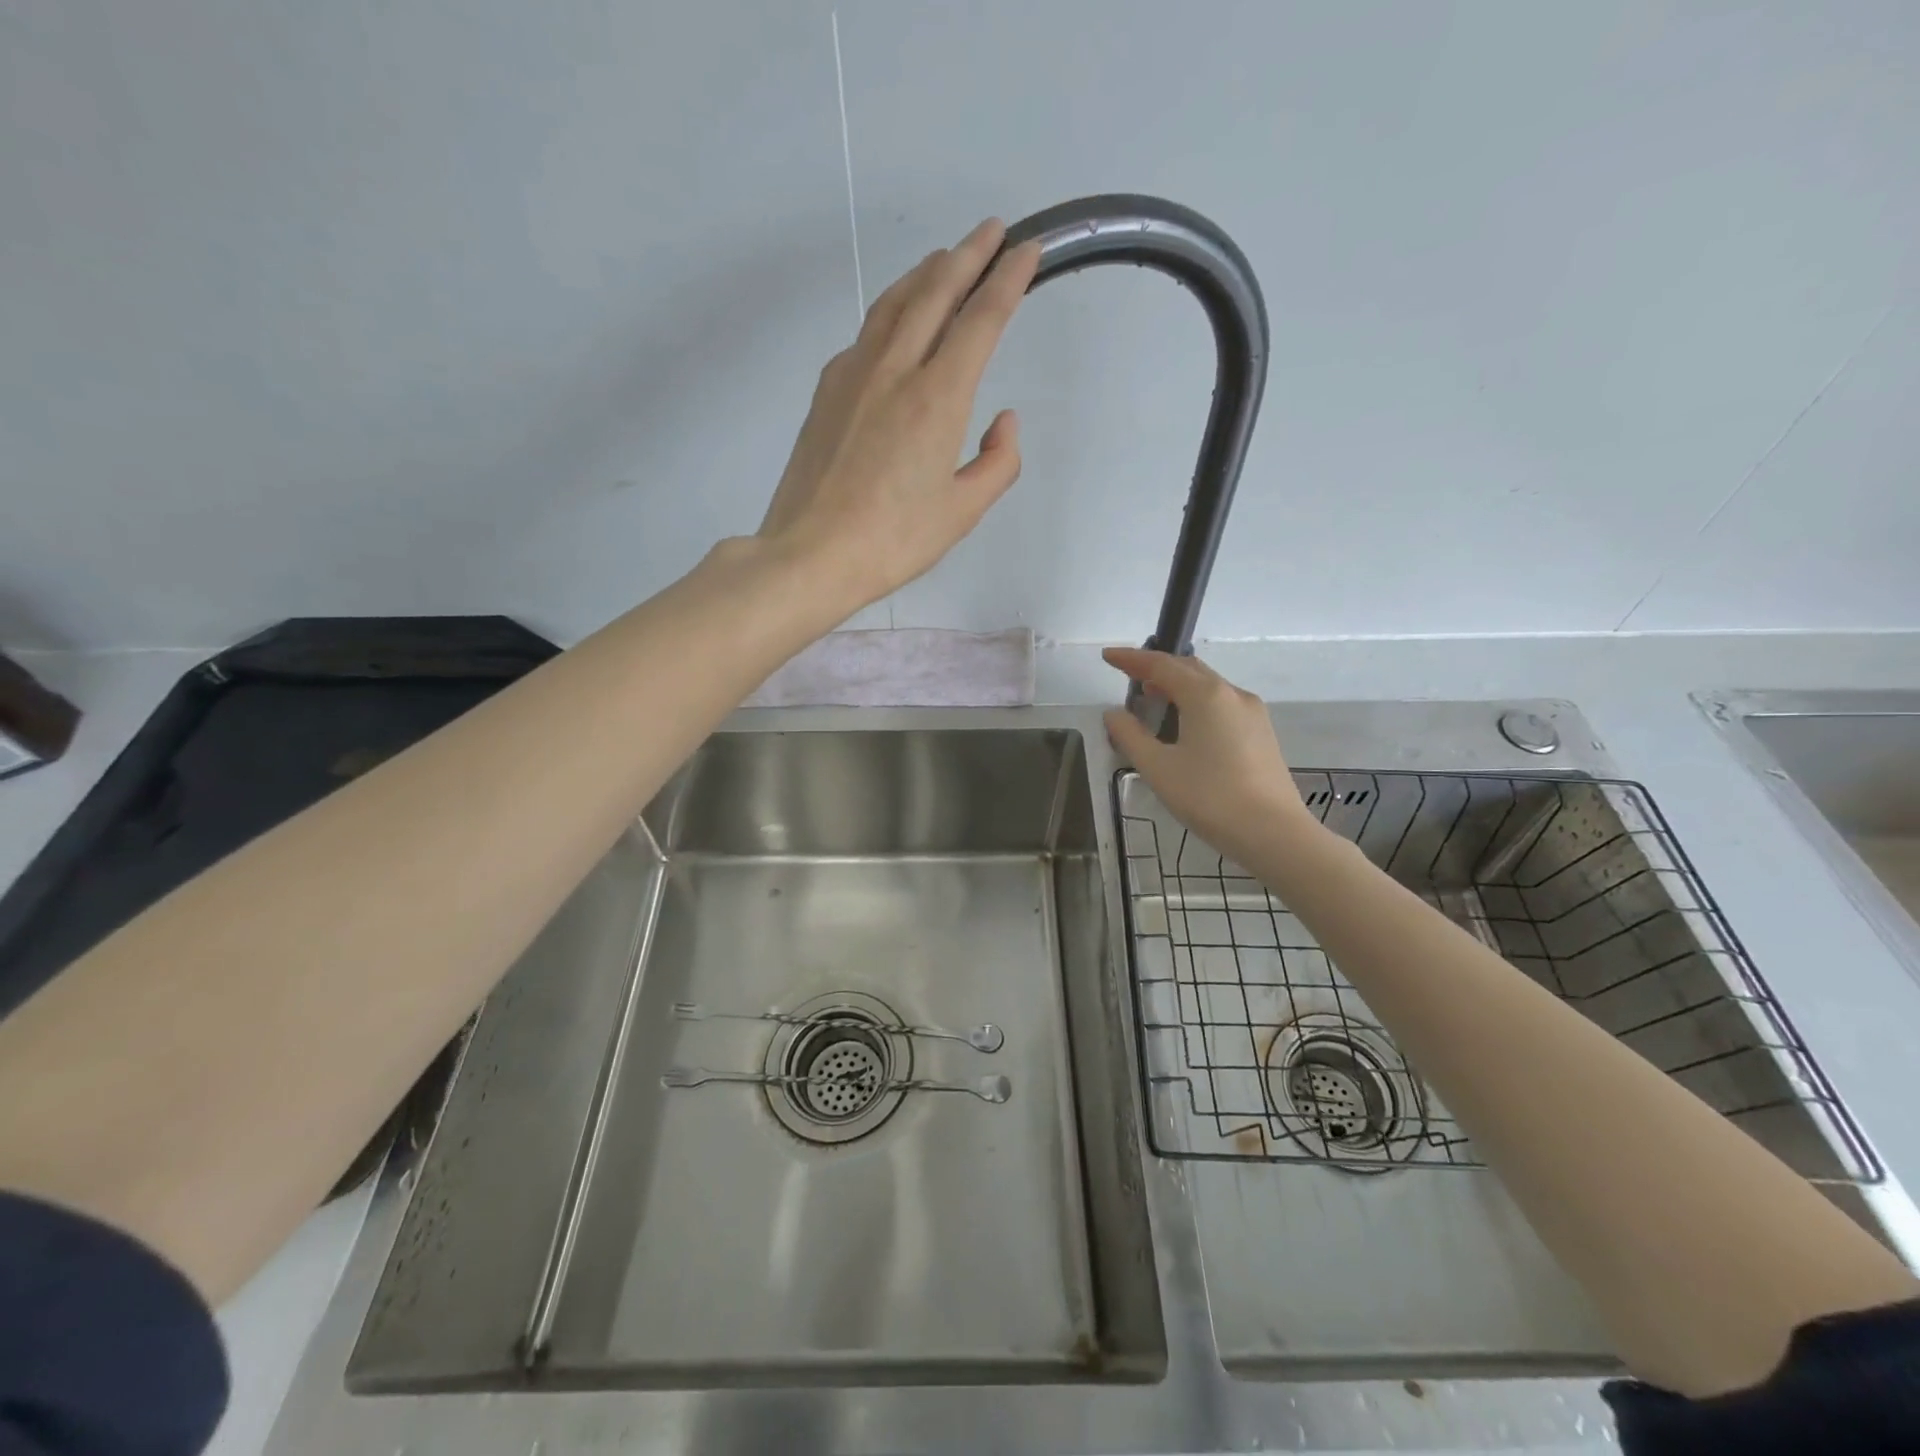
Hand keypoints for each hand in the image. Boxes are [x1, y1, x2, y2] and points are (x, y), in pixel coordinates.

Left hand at [757, 219, 1042, 610]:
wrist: (810, 553)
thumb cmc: (894, 540)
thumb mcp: (963, 512)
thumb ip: (998, 462)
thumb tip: (1003, 421)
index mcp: (937, 397)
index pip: (981, 320)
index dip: (1008, 279)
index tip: (1027, 250)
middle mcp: (895, 370)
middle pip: (934, 292)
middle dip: (968, 255)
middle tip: (991, 232)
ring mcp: (853, 374)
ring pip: (894, 303)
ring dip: (925, 274)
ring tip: (945, 261)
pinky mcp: (826, 391)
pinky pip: (866, 335)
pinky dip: (891, 313)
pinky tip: (897, 324)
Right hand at [1102, 648, 1317, 863]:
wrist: (1274, 834)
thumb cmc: (1209, 797)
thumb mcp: (1158, 768)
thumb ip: (1130, 736)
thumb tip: (1114, 714)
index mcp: (1205, 695)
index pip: (1161, 665)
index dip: (1131, 659)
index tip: (1108, 657)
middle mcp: (1232, 694)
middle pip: (1188, 669)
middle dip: (1156, 668)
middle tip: (1128, 675)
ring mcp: (1252, 713)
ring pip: (1208, 686)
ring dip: (1177, 685)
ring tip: (1152, 699)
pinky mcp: (1261, 733)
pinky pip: (1221, 704)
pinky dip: (1196, 702)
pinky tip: (1184, 724)